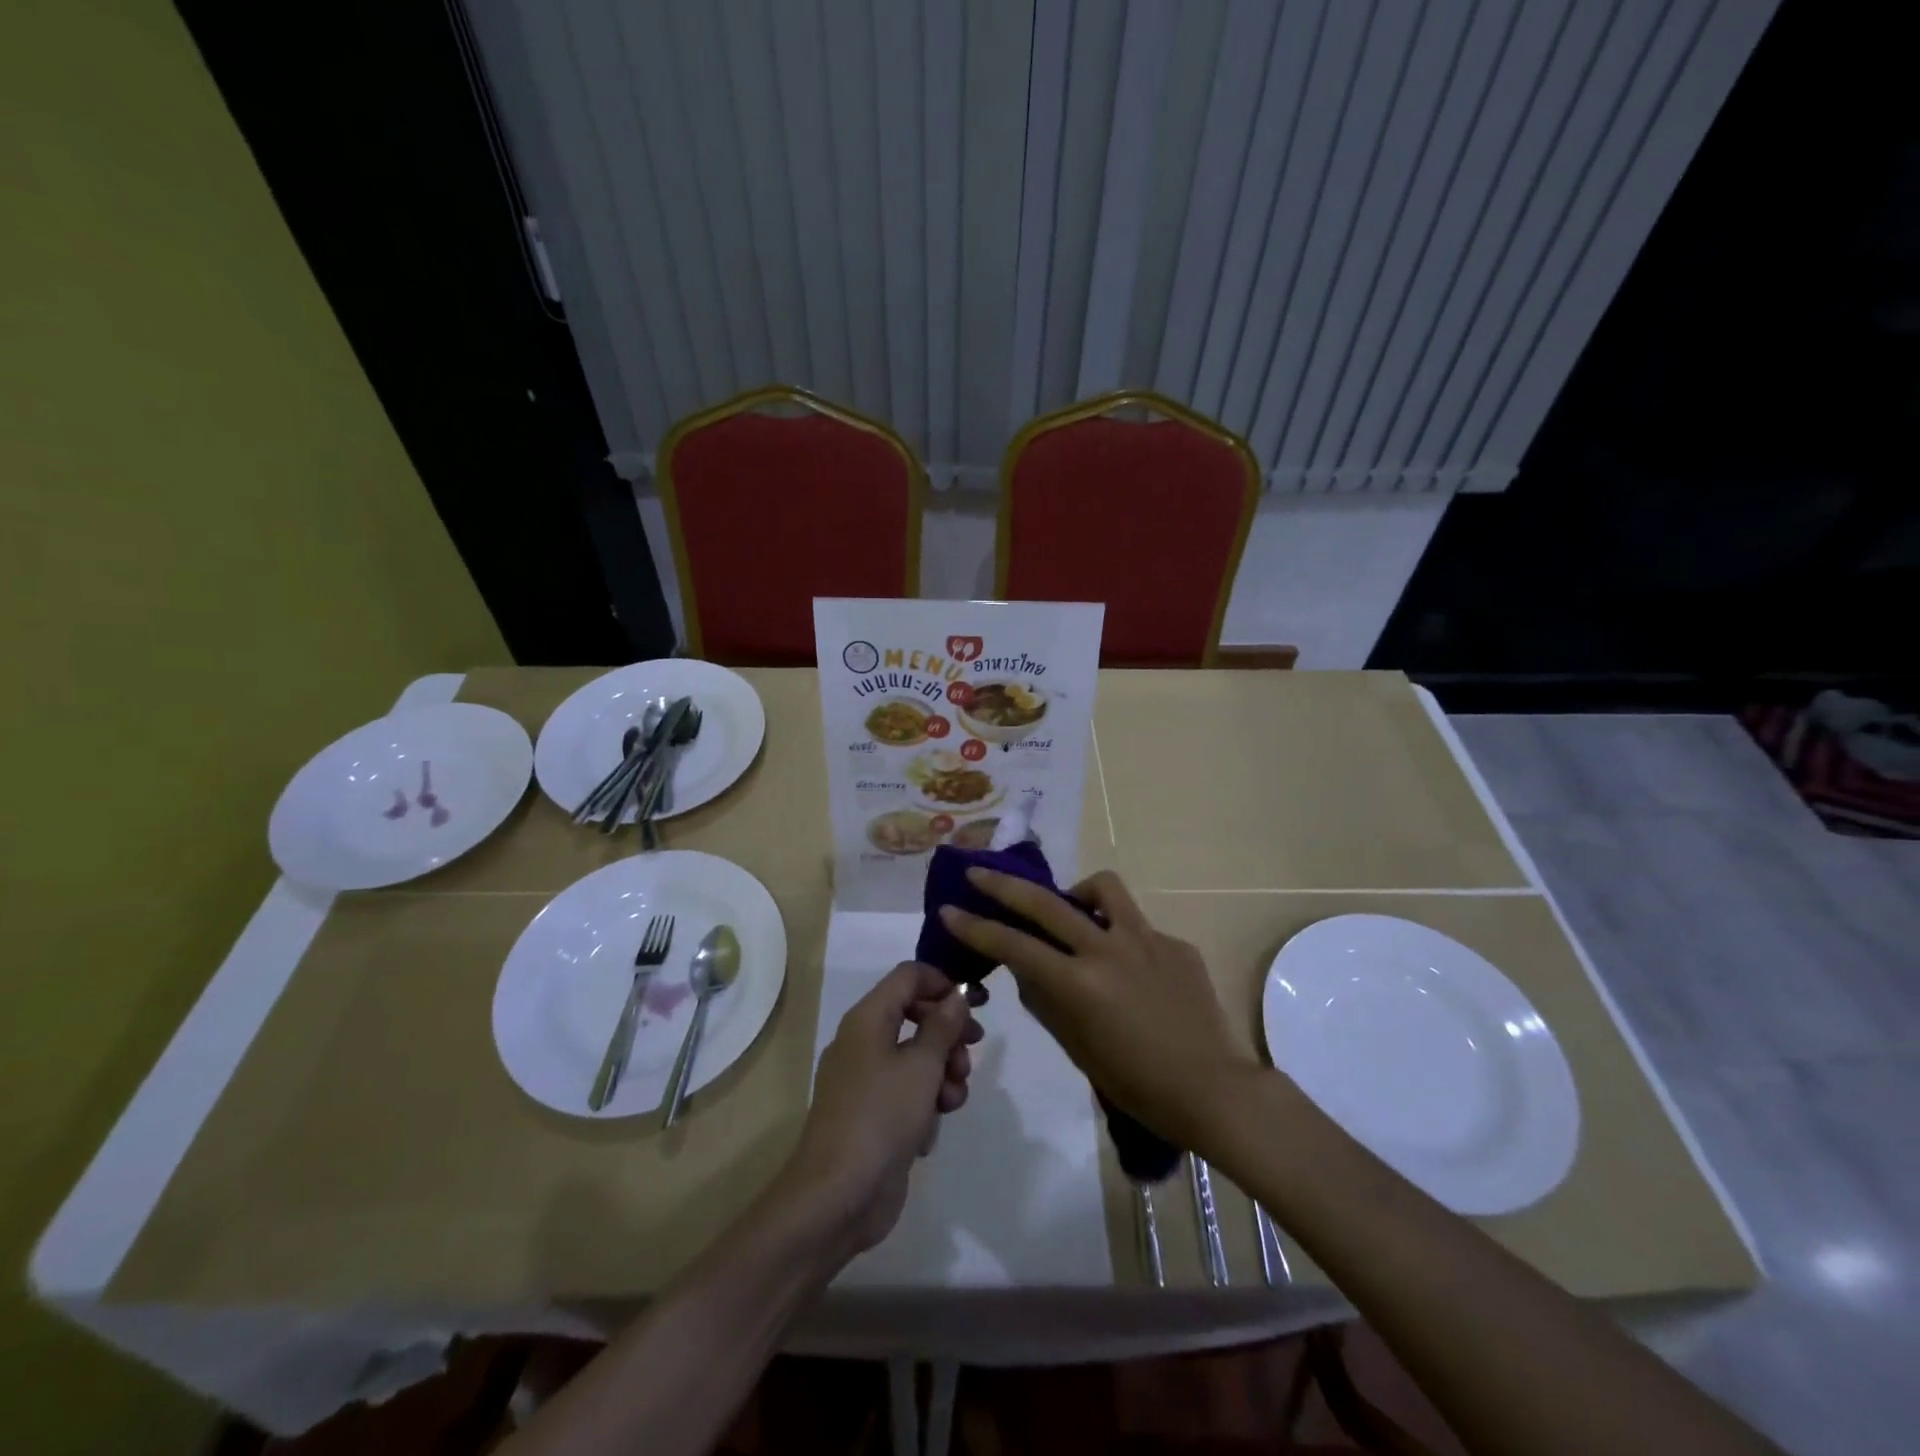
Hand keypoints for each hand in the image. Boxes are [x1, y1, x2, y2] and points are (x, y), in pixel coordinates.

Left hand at [781, 963, 980, 1257]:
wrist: (837, 1196)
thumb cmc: (881, 1117)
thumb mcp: (922, 1066)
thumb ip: (943, 1026)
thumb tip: (956, 996)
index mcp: (868, 1018)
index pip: (909, 976)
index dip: (944, 983)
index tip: (976, 1006)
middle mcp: (864, 1042)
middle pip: (916, 1015)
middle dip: (949, 1034)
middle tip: (971, 1052)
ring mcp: (866, 1081)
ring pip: (916, 1058)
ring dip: (942, 1074)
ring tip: (952, 1100)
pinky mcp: (873, 1116)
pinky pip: (907, 1094)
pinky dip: (924, 1105)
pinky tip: (929, 1132)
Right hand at [938, 869, 1253, 1147]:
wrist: (1213, 1089)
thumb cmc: (1138, 1084)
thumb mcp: (1078, 1048)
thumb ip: (1046, 1002)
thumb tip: (1028, 970)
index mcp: (1080, 983)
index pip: (1014, 945)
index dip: (976, 927)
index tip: (950, 909)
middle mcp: (1108, 949)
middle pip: (1046, 902)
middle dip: (1004, 885)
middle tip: (979, 873)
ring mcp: (1146, 939)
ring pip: (1102, 888)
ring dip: (1076, 892)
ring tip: (1072, 910)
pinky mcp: (1174, 942)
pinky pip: (1137, 926)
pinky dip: (1120, 936)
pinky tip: (1129, 966)